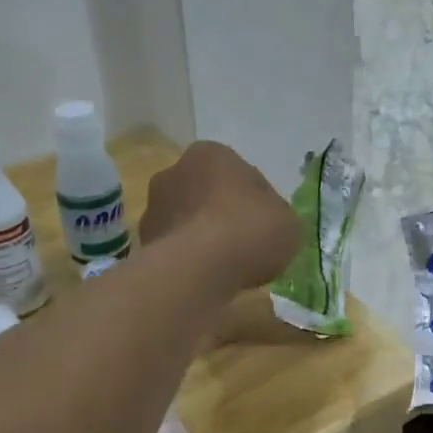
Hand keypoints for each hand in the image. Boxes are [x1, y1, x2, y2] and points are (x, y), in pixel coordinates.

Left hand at [141, 141, 300, 291]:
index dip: (256, 201)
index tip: (266, 226)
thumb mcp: (289, 222)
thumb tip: (270, 224)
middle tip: (245, 245)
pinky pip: (175, 249)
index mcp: (212, 154)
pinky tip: (207, 278)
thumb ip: (279, 217)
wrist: (201, 268)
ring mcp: (153, 207)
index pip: (240, 174)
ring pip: (187, 222)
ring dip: (202, 238)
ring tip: (226, 267)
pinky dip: (188, 260)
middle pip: (207, 194)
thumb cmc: (250, 230)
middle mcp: (174, 171)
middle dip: (222, 215)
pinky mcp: (143, 242)